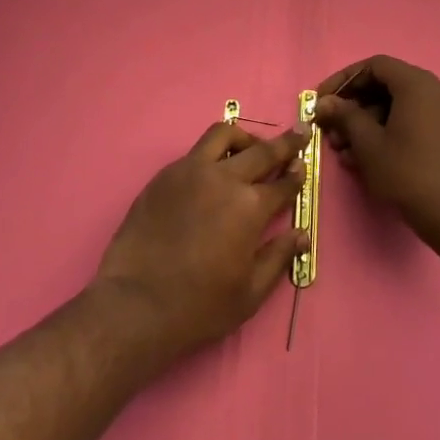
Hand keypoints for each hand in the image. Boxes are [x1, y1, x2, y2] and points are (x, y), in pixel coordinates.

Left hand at [93, 120, 308, 362]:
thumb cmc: (199, 306)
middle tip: (299, 133)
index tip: (304, 165)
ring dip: (244, 138)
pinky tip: (212, 173)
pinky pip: (195, 152)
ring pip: (223, 135)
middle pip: (261, 150)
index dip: (297, 174)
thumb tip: (302, 234)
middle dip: (285, 143)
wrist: (135, 304)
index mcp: (250, 207)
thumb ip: (278, 257)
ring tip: (250, 149)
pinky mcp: (165, 175)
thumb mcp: (250, 293)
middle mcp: (224, 179)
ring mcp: (190, 171)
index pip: (283, 182)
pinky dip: (212, 154)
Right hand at [315, 55, 439, 250]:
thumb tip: (324, 102)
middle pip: (385, 85)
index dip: (344, 80)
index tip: (323, 99)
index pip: (374, 66)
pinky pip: (411, 118)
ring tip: (342, 150)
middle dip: (354, 106)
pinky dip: (387, 130)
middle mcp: (435, 88)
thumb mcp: (368, 143)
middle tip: (330, 128)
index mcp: (417, 83)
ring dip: (366, 122)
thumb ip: (344, 115)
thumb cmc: (406, 172)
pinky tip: (364, 157)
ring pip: (396, 105)